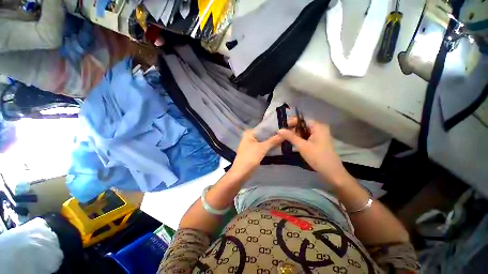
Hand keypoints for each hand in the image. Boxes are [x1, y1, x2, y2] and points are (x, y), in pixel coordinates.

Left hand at [230, 130, 283, 179]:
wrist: (241, 172)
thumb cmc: (250, 157)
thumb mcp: (263, 148)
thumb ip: (273, 140)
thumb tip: (284, 134)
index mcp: (249, 133)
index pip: (263, 128)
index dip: (272, 128)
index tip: (283, 128)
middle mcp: (249, 137)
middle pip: (263, 135)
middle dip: (272, 135)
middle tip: (285, 134)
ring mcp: (250, 145)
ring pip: (263, 141)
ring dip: (271, 141)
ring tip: (283, 139)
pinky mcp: (252, 152)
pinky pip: (262, 147)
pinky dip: (268, 147)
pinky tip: (276, 146)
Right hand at [278, 119, 348, 186]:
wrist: (332, 172)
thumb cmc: (318, 157)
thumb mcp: (302, 146)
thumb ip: (290, 137)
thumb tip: (279, 130)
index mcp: (318, 126)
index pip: (302, 120)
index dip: (291, 122)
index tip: (282, 128)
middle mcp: (319, 128)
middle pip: (302, 126)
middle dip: (292, 130)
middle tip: (282, 136)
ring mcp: (320, 135)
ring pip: (304, 132)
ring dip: (295, 136)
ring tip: (285, 140)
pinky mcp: (318, 142)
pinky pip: (307, 137)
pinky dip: (299, 139)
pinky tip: (293, 143)